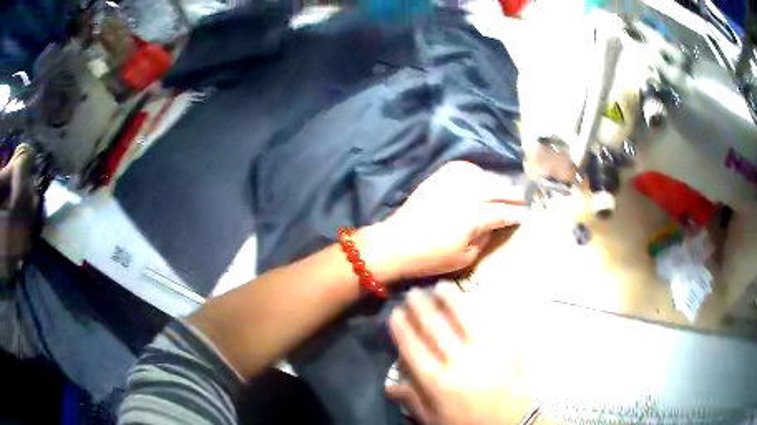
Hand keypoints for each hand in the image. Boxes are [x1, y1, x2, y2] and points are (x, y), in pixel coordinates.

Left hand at [359, 161, 525, 283]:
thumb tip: (496, 222)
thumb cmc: (431, 257)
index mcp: (475, 216)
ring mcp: (453, 181)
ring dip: (498, 182)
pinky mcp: (440, 176)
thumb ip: (486, 237)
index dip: (518, 213)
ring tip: (505, 190)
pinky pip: (466, 167)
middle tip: (523, 200)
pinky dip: (478, 172)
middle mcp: (468, 193)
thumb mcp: (466, 257)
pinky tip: (481, 180)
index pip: (505, 211)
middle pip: (500, 188)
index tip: (527, 215)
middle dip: (515, 195)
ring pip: (486, 175)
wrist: (396, 242)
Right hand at [387, 283, 530, 423]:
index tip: (396, 313)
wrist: (511, 423)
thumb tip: (388, 385)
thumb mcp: (434, 420)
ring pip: (465, 318)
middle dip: (422, 308)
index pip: (413, 348)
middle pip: (436, 328)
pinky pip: (494, 322)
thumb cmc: (469, 423)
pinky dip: (484, 308)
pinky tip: (478, 298)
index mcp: (437, 382)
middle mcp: (459, 361)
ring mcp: (486, 351)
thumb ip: (412, 400)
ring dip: (451, 300)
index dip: (402, 328)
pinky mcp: (507, 347)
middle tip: (414, 292)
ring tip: (442, 286)